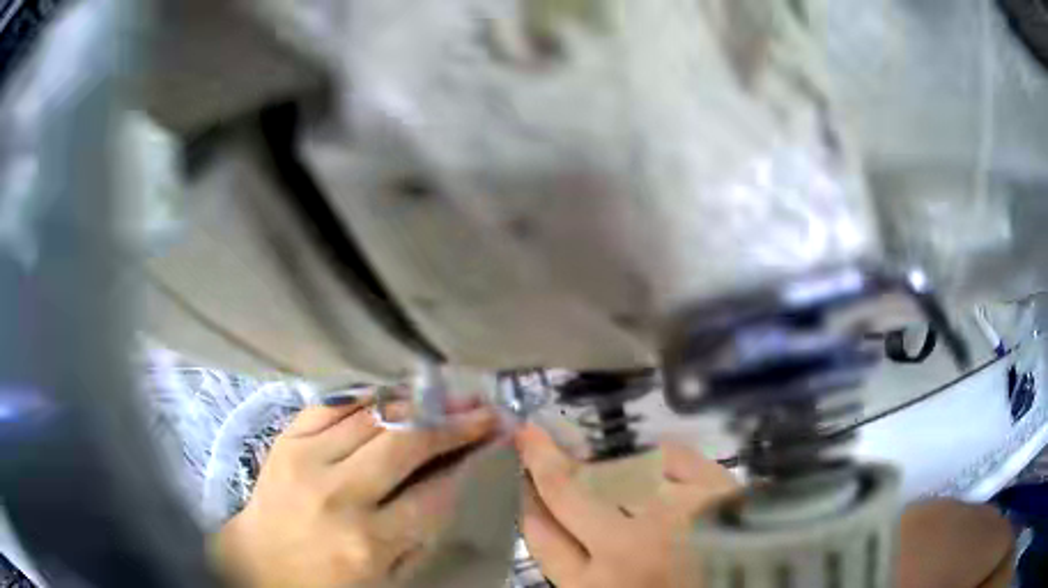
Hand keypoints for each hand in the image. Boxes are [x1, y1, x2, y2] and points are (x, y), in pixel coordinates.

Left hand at [210, 400, 497, 587]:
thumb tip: (453, 482)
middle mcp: (339, 495)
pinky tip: (395, 393)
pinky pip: (335, 404)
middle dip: (453, 424)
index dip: (468, 463)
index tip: (494, 442)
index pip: (434, 494)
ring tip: (449, 396)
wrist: (258, 563)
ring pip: (373, 415)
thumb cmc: (325, 580)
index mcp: (368, 542)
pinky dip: (370, 396)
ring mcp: (307, 460)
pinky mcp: (286, 440)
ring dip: (418, 402)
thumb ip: (419, 534)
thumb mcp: (383, 576)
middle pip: (406, 444)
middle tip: (484, 410)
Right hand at [515, 424, 737, 587]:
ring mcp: (673, 514)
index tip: (524, 482)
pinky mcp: (716, 491)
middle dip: (543, 460)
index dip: (530, 507)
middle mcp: (625, 548)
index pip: (544, 540)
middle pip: (568, 492)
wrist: (755, 585)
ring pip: (618, 471)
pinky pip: (673, 457)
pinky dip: (662, 456)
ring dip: (610, 469)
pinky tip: (658, 457)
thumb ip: (582, 565)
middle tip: (533, 437)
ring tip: (620, 475)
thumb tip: (553, 519)